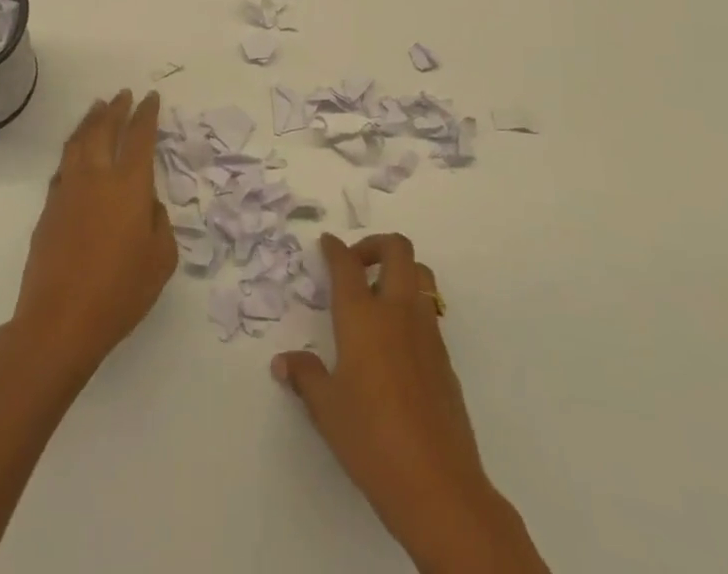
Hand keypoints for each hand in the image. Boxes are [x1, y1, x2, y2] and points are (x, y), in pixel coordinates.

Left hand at [11, 89, 175, 380]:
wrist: (59, 321)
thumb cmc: (120, 292)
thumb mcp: (160, 260)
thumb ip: (159, 223)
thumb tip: (147, 205)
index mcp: (129, 185)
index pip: (139, 136)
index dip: (146, 114)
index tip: (150, 98)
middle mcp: (96, 177)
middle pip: (104, 130)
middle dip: (116, 109)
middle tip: (123, 95)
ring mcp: (68, 190)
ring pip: (78, 142)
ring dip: (90, 122)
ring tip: (97, 109)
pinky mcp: (48, 209)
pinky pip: (63, 166)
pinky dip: (73, 150)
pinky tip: (75, 153)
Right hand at [271, 234, 548, 573]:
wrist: (438, 485)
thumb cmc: (371, 440)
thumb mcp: (327, 409)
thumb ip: (305, 376)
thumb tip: (283, 361)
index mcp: (363, 316)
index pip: (347, 264)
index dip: (334, 248)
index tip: (326, 243)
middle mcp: (397, 311)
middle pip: (397, 249)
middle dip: (375, 244)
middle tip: (356, 263)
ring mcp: (426, 331)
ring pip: (420, 274)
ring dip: (400, 270)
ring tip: (379, 295)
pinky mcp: (445, 356)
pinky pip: (429, 309)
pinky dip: (412, 305)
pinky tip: (395, 340)